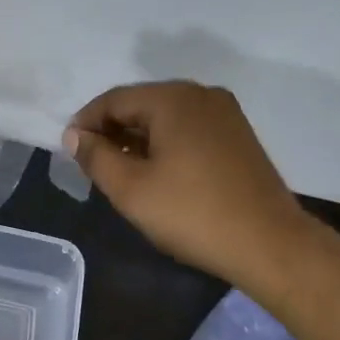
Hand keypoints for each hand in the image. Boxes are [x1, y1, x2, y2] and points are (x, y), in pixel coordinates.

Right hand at [64, 81, 308, 285]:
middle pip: (141, 104)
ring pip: (165, 117)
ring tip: (120, 172)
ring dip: (137, 139)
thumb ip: (95, 156)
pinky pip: (188, 129)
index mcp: (173, 98)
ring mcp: (225, 114)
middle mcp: (201, 95)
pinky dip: (164, 144)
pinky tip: (157, 173)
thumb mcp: (130, 188)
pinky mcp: (238, 136)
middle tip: (92, 164)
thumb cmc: (191, 214)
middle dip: (112, 131)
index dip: (85, 123)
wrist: (269, 244)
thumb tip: (75, 136)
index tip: (69, 152)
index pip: (114, 100)